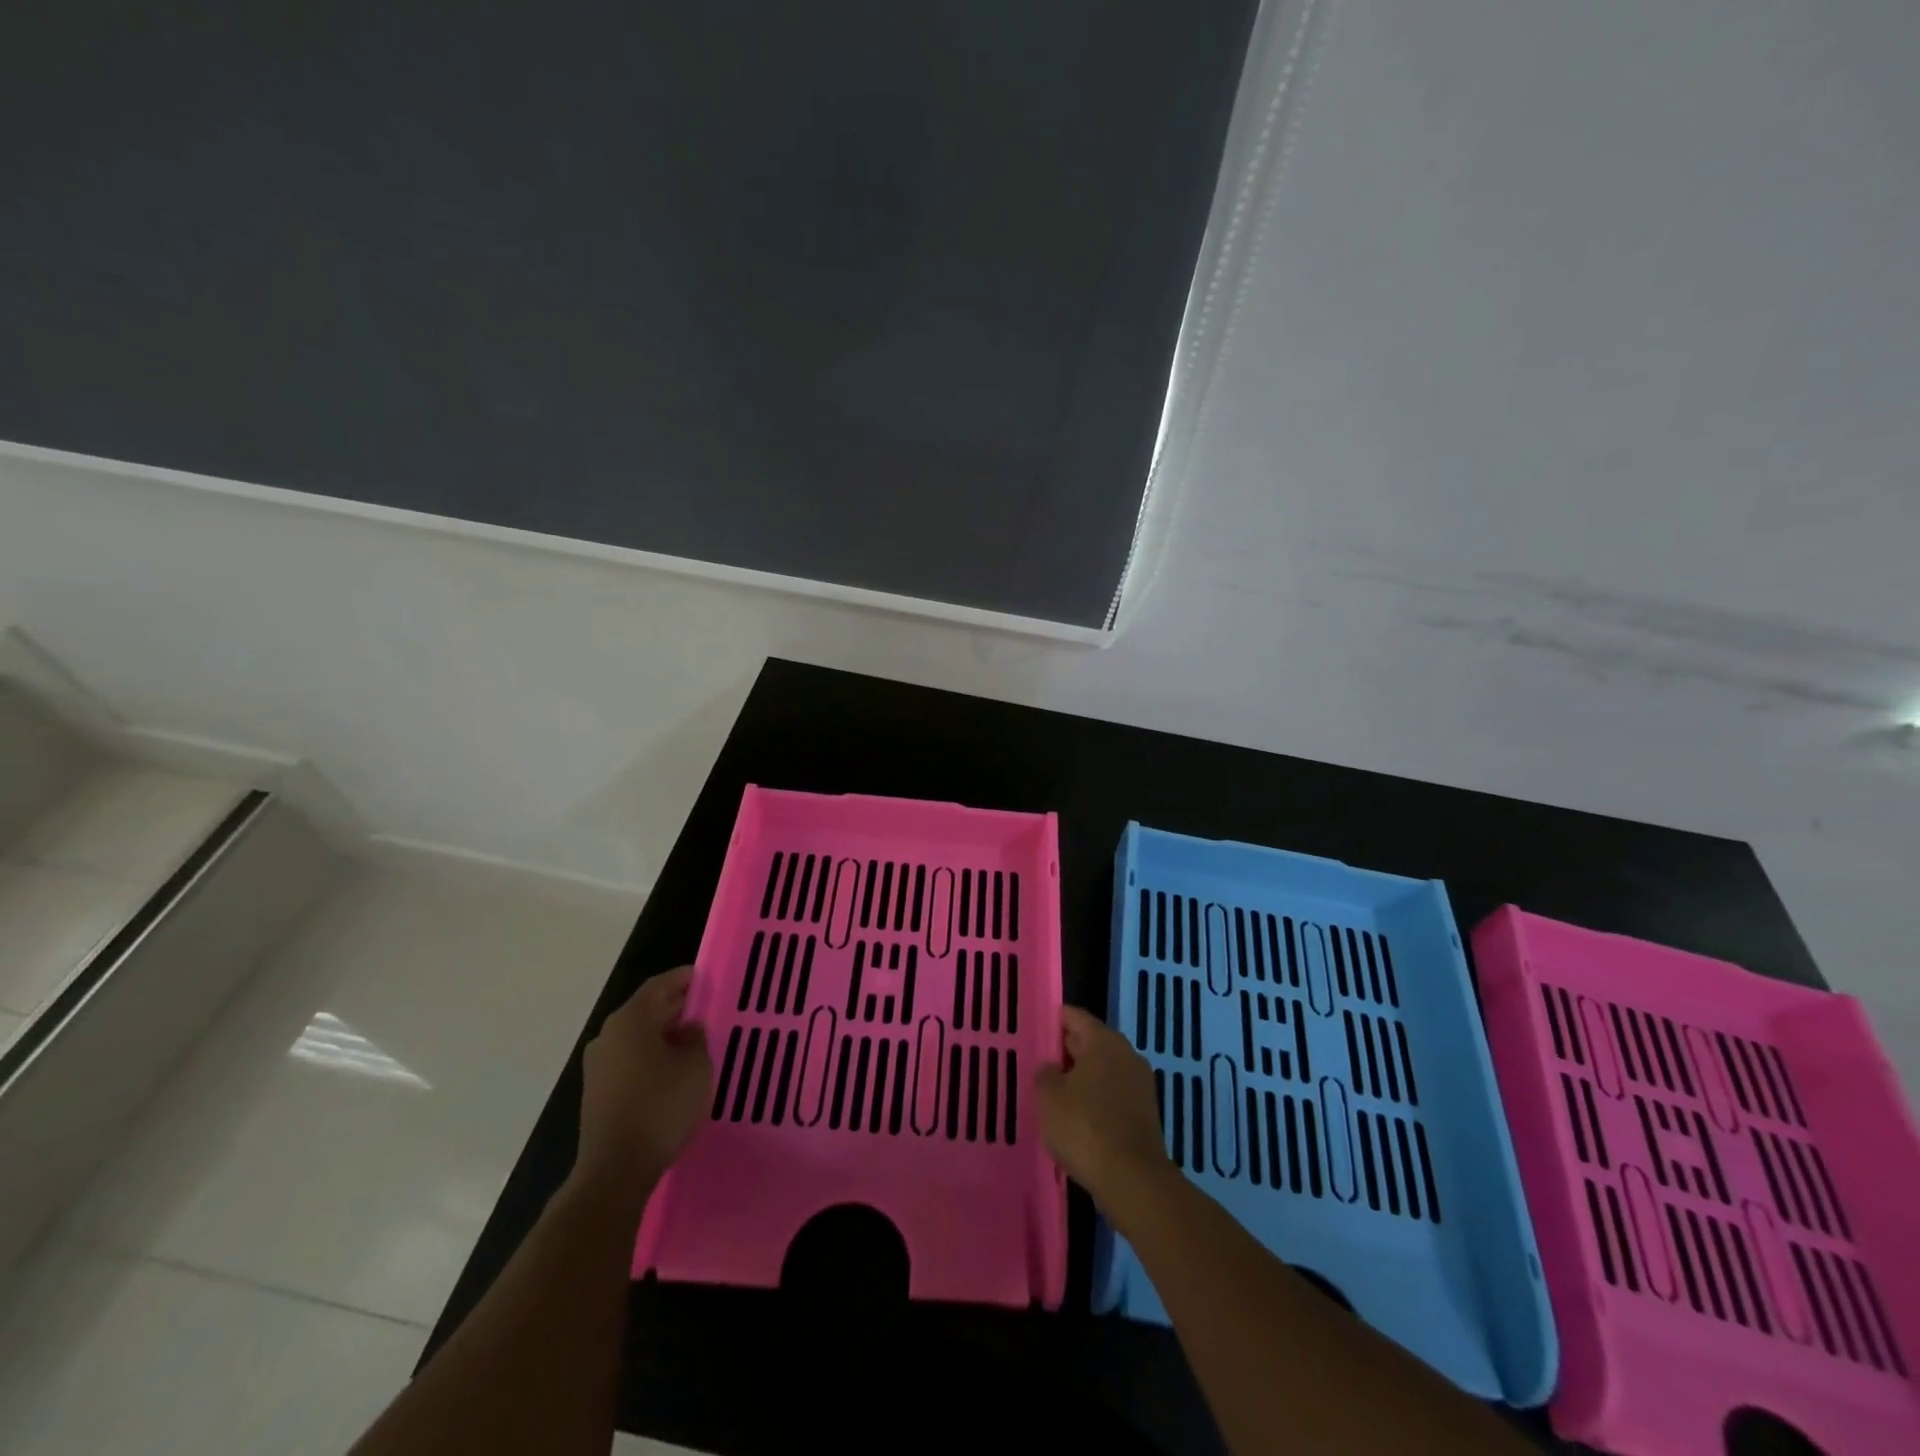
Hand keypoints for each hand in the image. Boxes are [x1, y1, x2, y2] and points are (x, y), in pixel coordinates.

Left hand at [574, 967, 710, 1207]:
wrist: (616, 1169)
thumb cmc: (661, 1107)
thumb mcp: (695, 1066)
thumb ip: (695, 1038)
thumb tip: (687, 1028)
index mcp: (630, 1020)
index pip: (659, 985)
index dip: (682, 978)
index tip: (703, 977)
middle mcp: (608, 1035)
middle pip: (645, 1009)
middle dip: (674, 1006)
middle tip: (704, 1007)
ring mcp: (598, 1065)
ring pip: (637, 1036)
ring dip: (662, 1033)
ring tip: (692, 1039)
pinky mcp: (597, 1091)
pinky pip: (629, 1059)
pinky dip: (651, 1055)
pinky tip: (672, 1068)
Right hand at [1035, 1006, 1171, 1210]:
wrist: (1132, 1180)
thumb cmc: (1085, 1126)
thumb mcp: (1048, 1096)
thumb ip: (1045, 1073)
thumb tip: (1052, 1068)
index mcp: (1104, 1041)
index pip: (1074, 1017)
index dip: (1053, 1020)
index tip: (1034, 1028)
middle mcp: (1126, 1055)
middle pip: (1090, 1043)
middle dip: (1065, 1051)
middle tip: (1038, 1062)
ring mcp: (1140, 1086)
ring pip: (1102, 1072)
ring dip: (1080, 1079)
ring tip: (1053, 1093)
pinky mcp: (1144, 1115)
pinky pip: (1112, 1097)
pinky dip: (1094, 1102)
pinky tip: (1075, 1119)